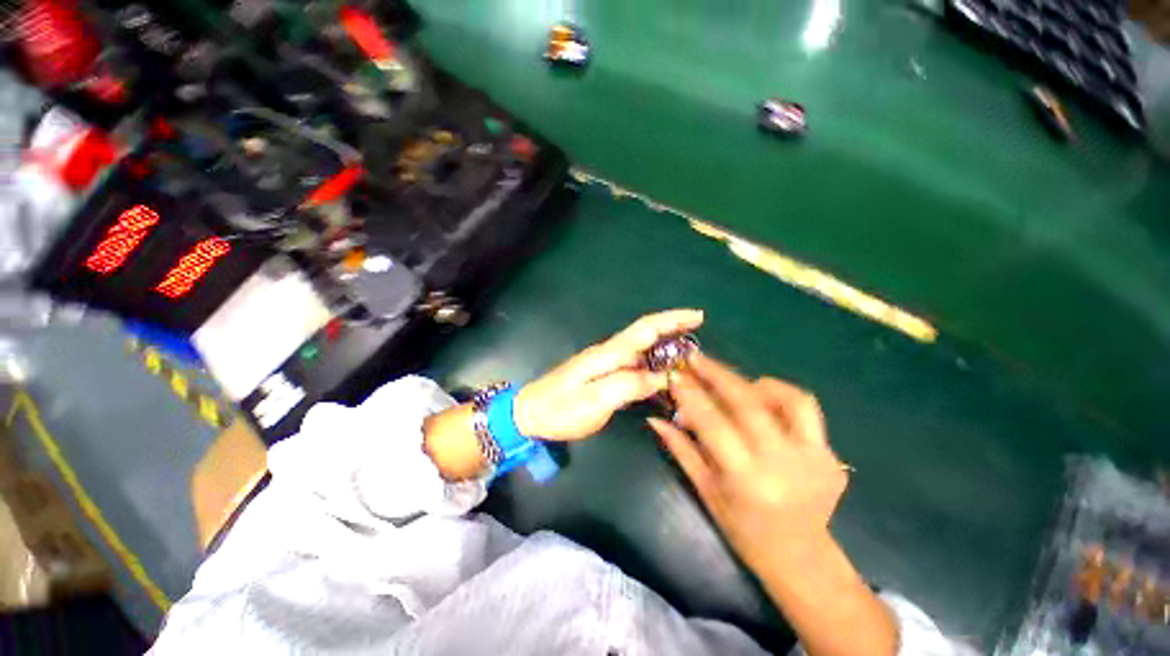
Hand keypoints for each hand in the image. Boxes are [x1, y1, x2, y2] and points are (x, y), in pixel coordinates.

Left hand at [515, 309, 703, 440]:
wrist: (531, 413)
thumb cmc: (561, 409)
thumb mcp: (595, 401)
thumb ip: (628, 386)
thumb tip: (660, 377)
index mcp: (609, 354)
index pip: (645, 329)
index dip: (671, 319)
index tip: (697, 316)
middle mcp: (610, 352)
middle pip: (646, 334)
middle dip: (673, 328)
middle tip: (699, 331)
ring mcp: (606, 362)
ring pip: (642, 349)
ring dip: (666, 346)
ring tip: (690, 354)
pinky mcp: (604, 373)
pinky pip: (635, 364)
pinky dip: (653, 364)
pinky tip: (663, 374)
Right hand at [649, 357, 896, 655]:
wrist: (800, 557)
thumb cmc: (743, 529)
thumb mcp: (705, 490)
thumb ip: (680, 448)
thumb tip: (654, 418)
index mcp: (747, 479)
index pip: (713, 422)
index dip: (691, 394)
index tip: (675, 375)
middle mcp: (783, 463)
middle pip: (748, 402)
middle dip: (718, 374)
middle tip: (697, 358)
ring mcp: (814, 457)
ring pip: (786, 398)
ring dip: (753, 382)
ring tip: (732, 382)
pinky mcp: (831, 454)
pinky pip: (806, 409)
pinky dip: (781, 395)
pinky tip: (763, 399)